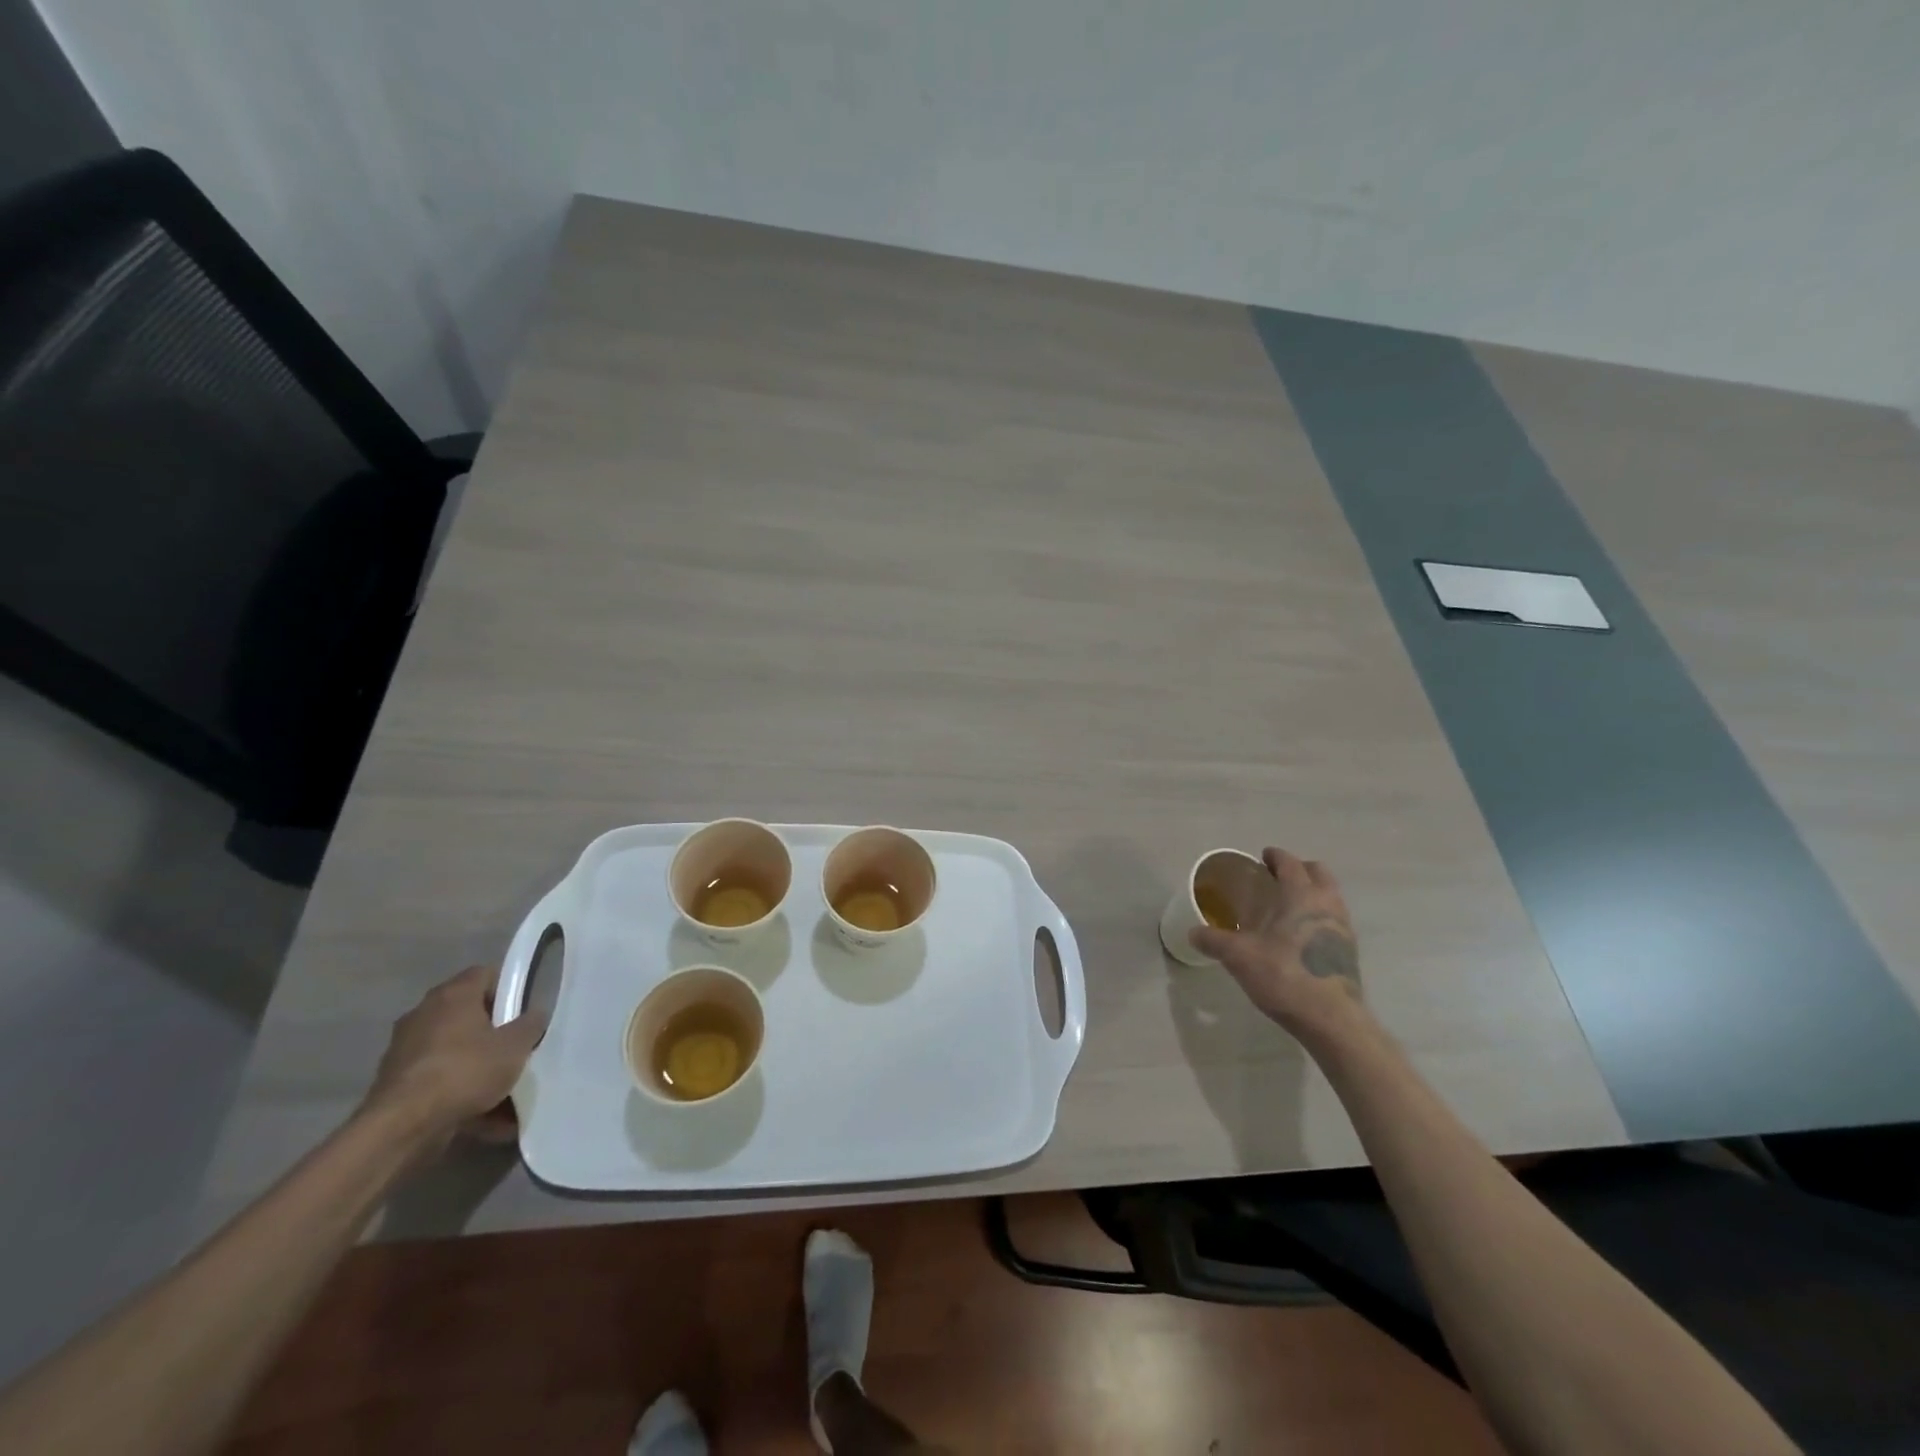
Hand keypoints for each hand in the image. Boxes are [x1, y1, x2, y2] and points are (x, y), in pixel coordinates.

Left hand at [359, 965, 548, 1151]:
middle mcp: (424, 1014)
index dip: (508, 988)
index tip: (524, 1009)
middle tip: (517, 1047)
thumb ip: (530, 1025)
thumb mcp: (515, 1046)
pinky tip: (486, 1119)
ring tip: (506, 1091)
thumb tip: (534, 1014)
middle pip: (468, 1014)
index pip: (485, 974)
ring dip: (478, 1066)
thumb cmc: (465, 1071)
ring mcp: (405, 1049)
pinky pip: (439, 1080)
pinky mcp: (396, 1083)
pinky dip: (460, 1093)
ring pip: (455, 1050)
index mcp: (453, 995)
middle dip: (494, 1031)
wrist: (401, 1128)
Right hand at [1189, 849, 1365, 1031]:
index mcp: (1301, 895)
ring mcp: (1343, 928)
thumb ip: (1213, 940)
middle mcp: (1327, 904)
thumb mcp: (1238, 956)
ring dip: (1311, 892)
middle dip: (1299, 869)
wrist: (1331, 1020)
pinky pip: (1333, 919)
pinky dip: (1317, 916)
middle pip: (1318, 873)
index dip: (1275, 857)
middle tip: (1275, 878)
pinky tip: (1298, 936)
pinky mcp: (1349, 951)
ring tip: (1286, 907)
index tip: (1262, 857)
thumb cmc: (1284, 975)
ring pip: (1330, 896)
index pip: (1290, 863)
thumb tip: (1192, 932)